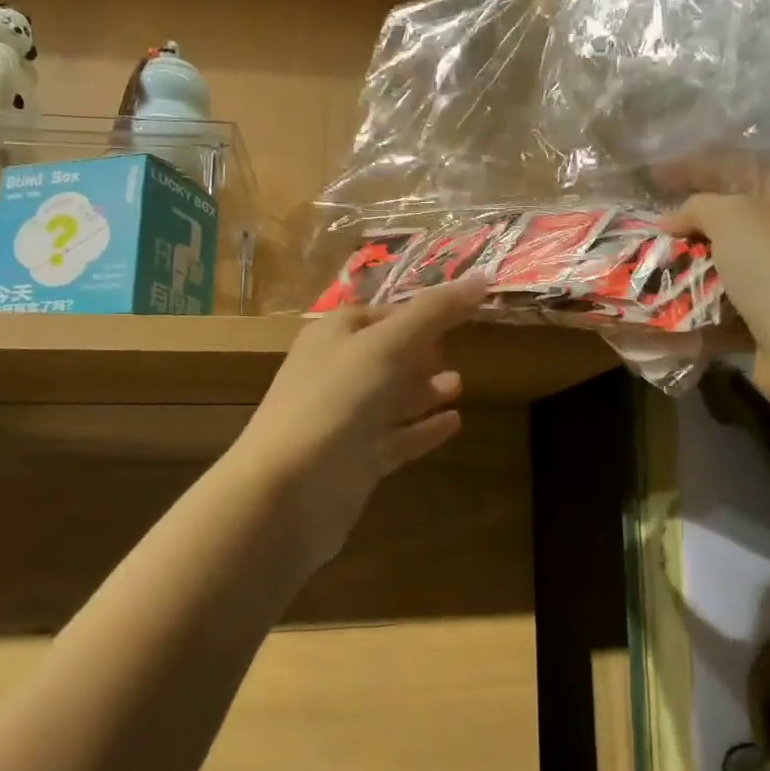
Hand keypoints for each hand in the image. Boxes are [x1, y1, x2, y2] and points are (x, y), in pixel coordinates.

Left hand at [225, 278, 486, 571]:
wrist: (286, 493)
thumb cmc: (335, 402)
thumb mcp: (387, 345)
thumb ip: (435, 312)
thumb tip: (483, 277)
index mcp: (334, 336)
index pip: (385, 314)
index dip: (421, 313)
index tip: (461, 312)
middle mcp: (336, 373)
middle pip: (388, 355)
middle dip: (423, 352)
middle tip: (461, 350)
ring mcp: (345, 420)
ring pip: (392, 398)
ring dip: (425, 389)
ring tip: (460, 386)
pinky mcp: (356, 461)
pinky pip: (397, 438)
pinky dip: (423, 429)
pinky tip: (455, 423)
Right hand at [663, 173, 769, 392]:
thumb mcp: (733, 217)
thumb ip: (698, 206)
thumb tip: (673, 221)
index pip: (743, 169)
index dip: (694, 169)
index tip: (652, 177)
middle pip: (738, 220)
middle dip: (692, 225)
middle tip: (651, 228)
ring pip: (733, 265)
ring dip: (694, 267)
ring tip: (652, 267)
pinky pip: (734, 304)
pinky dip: (704, 304)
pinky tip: (670, 305)